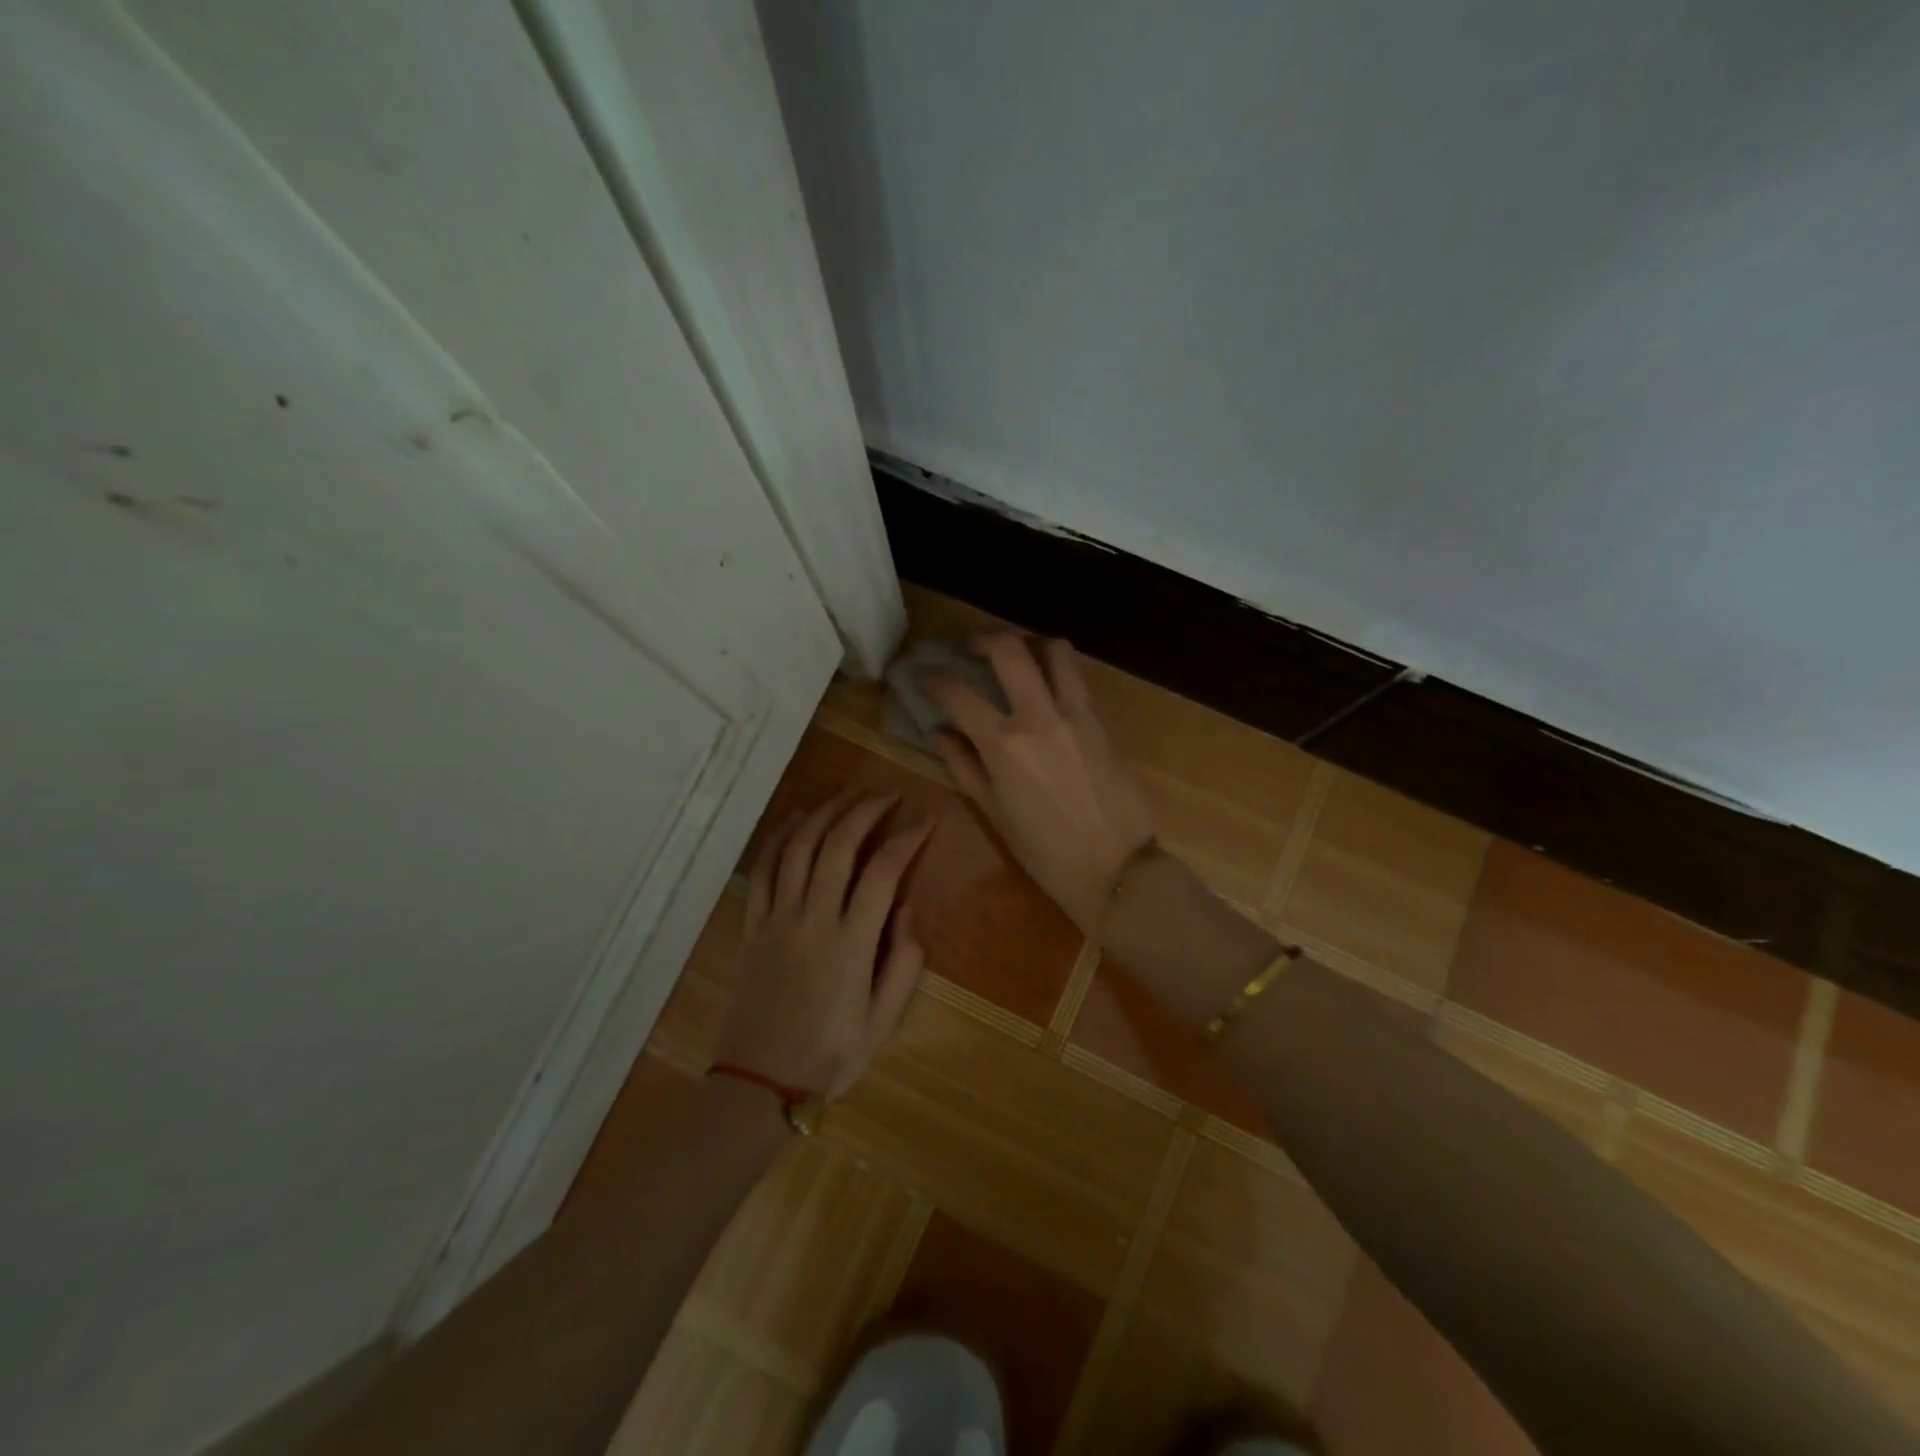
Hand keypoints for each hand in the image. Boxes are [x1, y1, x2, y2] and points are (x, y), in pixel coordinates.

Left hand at [716, 793, 932, 1100]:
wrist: (759, 1084)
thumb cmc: (829, 1056)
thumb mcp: (883, 1023)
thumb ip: (903, 964)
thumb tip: (908, 910)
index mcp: (851, 943)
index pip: (883, 872)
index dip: (908, 838)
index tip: (926, 819)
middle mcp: (813, 918)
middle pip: (839, 844)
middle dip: (867, 810)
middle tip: (889, 795)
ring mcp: (777, 918)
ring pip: (800, 847)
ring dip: (827, 812)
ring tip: (850, 794)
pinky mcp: (753, 925)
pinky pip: (764, 869)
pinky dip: (780, 836)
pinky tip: (796, 817)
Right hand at [925, 632, 1156, 934]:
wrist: (1117, 868)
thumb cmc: (1046, 853)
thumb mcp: (994, 814)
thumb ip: (964, 766)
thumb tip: (940, 732)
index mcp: (1005, 745)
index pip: (959, 693)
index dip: (934, 679)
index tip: (923, 676)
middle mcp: (1040, 717)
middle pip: (1009, 648)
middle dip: (982, 638)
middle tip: (970, 648)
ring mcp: (1077, 714)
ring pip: (1055, 650)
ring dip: (1029, 642)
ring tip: (1016, 654)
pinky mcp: (1102, 721)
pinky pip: (1077, 678)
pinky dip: (1057, 669)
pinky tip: (1045, 685)